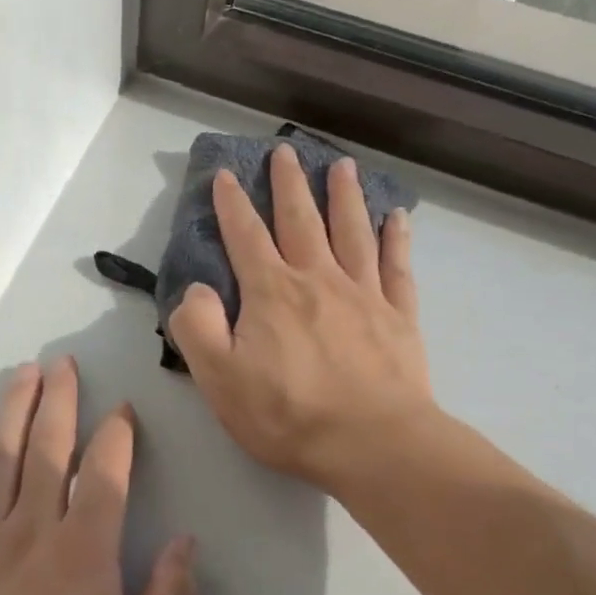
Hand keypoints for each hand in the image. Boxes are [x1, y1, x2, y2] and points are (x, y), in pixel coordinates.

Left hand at [0, 358, 197, 594]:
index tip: (123, 409)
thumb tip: (188, 542)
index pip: (106, 476)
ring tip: (24, 373)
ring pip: (2, 457)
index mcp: (85, 554)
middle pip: (49, 449)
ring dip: (15, 409)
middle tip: (64, 364)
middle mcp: (33, 531)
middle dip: (60, 401)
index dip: (117, 437)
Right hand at [168, 144, 432, 492]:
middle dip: (290, 184)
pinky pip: (397, 267)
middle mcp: (317, 280)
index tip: (225, 175)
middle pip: (301, 220)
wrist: (372, 444)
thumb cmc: (286, 414)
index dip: (232, 204)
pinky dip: (397, 239)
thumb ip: (196, 326)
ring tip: (342, 166)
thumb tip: (196, 289)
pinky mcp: (399, 317)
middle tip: (286, 150)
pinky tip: (397, 218)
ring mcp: (364, 295)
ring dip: (345, 196)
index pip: (246, 236)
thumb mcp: (218, 377)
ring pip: (352, 232)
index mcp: (271, 292)